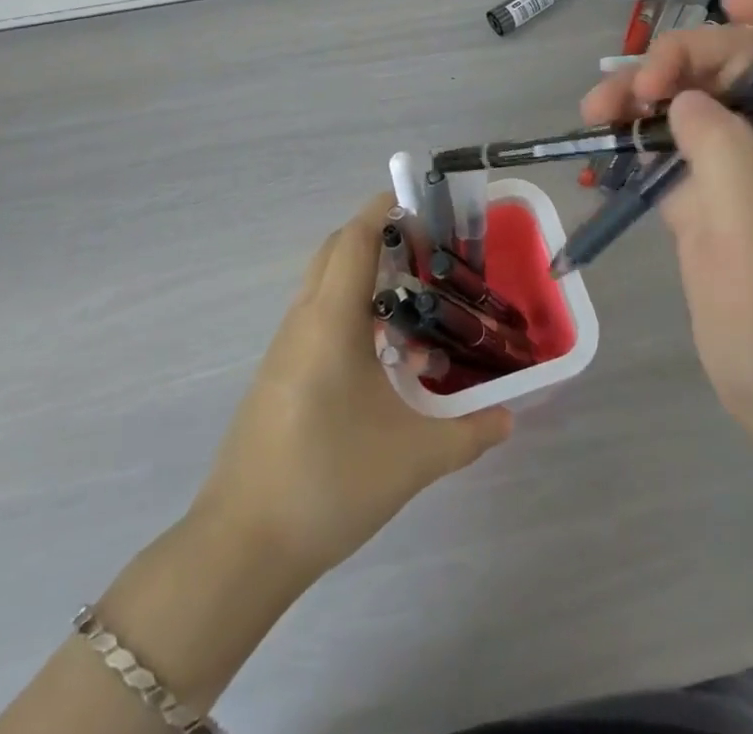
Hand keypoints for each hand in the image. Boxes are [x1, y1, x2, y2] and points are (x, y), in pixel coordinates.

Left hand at [191, 196, 511, 581]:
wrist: (242, 546)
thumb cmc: (329, 481)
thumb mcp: (413, 458)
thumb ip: (469, 433)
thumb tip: (510, 418)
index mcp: (330, 320)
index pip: (355, 238)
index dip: (384, 210)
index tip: (421, 205)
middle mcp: (302, 321)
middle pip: (336, 252)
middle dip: (377, 238)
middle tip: (425, 254)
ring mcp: (284, 349)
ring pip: (324, 287)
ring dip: (364, 280)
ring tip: (413, 307)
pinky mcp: (277, 376)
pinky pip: (316, 321)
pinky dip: (350, 316)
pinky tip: (382, 362)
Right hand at [581, 0, 752, 475]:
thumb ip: (725, 157)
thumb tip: (686, 98)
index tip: (725, 4)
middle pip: (736, 65)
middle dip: (682, 58)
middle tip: (635, 90)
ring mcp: (736, 172)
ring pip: (691, 100)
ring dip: (642, 94)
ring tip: (595, 112)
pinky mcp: (703, 200)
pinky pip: (666, 144)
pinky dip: (634, 134)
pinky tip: (600, 141)